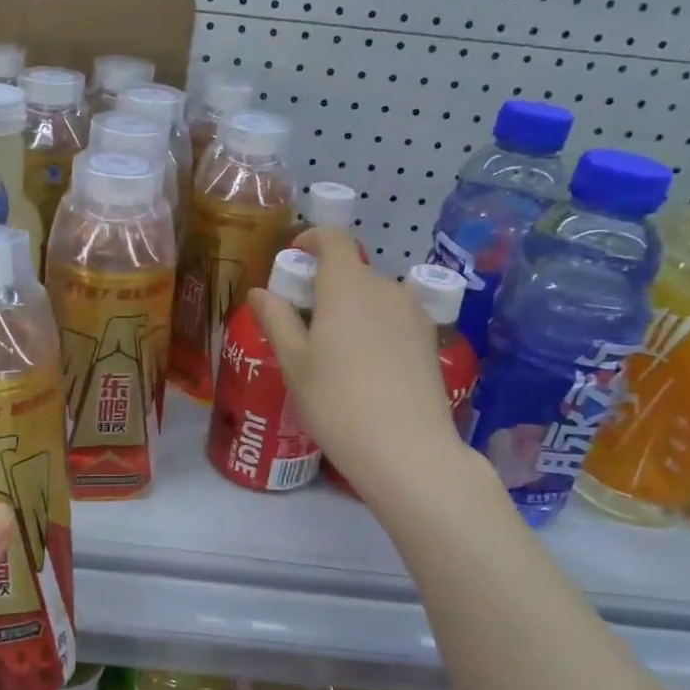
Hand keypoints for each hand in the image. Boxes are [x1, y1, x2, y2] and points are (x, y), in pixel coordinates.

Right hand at [251, 228, 468, 497]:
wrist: (407, 450)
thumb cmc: (336, 401)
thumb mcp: (294, 362)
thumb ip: (276, 319)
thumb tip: (259, 292)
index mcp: (347, 285)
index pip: (333, 239)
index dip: (312, 239)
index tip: (294, 257)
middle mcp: (385, 288)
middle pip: (352, 271)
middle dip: (325, 284)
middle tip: (302, 320)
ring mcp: (413, 314)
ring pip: (374, 297)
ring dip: (351, 308)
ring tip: (333, 349)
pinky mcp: (430, 341)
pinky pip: (394, 319)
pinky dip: (374, 327)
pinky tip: (364, 366)